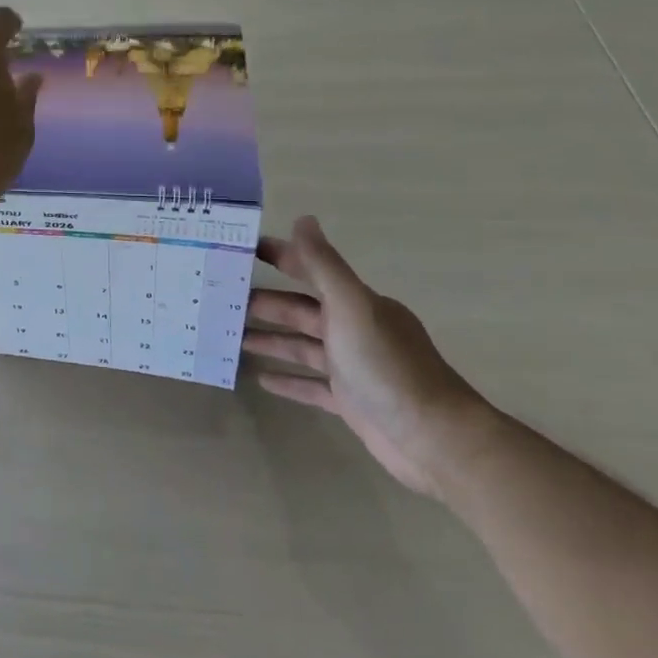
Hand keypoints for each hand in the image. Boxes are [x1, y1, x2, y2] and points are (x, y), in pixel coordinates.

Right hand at [247, 217, 497, 497]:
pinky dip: (287, 380)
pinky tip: (261, 379)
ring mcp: (351, 367)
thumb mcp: (352, 307)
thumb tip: (303, 219)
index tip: (241, 251)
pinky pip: (310, 385)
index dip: (279, 257)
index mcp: (356, 303)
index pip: (311, 269)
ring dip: (270, 339)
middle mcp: (353, 329)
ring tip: (232, 337)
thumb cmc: (387, 366)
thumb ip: (325, 265)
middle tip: (223, 300)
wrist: (434, 439)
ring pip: (301, 346)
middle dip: (265, 303)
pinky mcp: (350, 402)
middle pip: (300, 309)